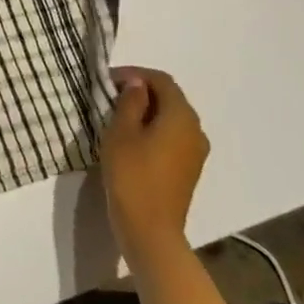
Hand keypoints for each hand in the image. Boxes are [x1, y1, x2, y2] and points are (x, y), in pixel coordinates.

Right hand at [98, 67, 209, 263]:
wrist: (150, 229)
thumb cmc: (131, 174)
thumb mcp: (121, 131)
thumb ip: (130, 101)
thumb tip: (137, 83)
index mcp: (181, 116)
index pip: (161, 81)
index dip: (135, 74)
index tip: (107, 80)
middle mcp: (196, 130)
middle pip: (170, 98)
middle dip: (142, 91)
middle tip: (110, 95)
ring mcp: (196, 151)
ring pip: (171, 118)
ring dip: (147, 111)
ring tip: (118, 116)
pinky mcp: (189, 169)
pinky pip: (173, 136)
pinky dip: (154, 129)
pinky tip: (132, 139)